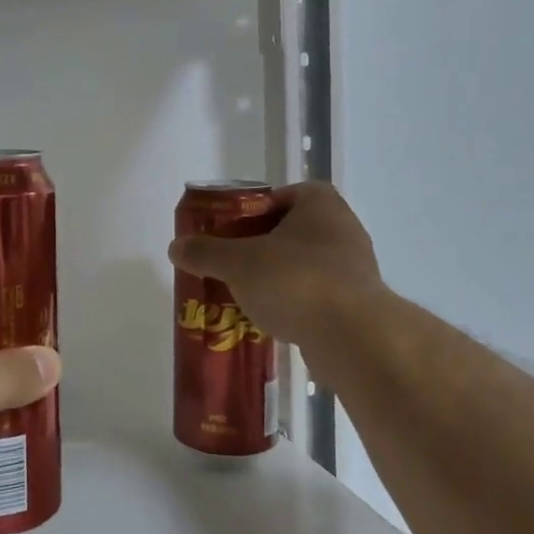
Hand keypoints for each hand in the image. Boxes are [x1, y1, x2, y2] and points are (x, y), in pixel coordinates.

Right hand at [168, 182, 384, 353]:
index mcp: (320, 204)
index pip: (282, 195)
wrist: (353, 338)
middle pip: (291, 231)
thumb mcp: (238, 262)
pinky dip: (294, 304)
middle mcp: (343, 228)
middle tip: (231, 263)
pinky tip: (271, 319)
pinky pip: (316, 296)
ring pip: (304, 265)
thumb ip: (205, 252)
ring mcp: (354, 268)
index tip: (230, 231)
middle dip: (261, 247)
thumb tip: (175, 246)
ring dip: (277, 277)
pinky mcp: (357, 304)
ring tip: (245, 295)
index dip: (253, 209)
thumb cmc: (295, 281)